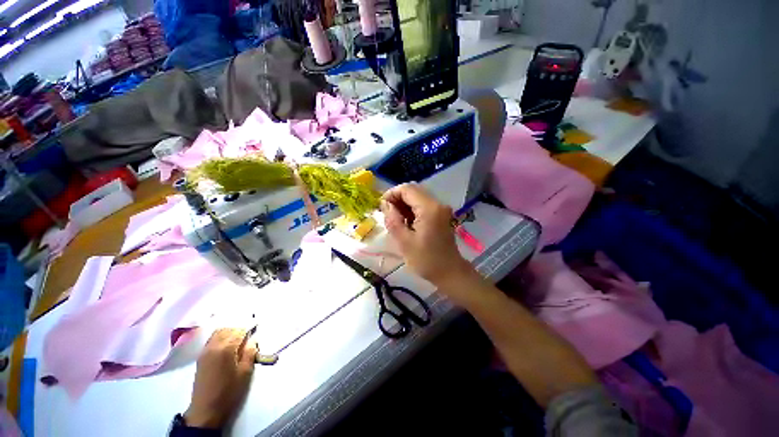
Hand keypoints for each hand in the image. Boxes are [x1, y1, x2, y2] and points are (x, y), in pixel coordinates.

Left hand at [185, 328, 257, 428]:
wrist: (207, 405)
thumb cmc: (229, 393)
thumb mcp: (244, 376)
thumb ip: (249, 357)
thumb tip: (253, 342)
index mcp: (226, 349)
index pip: (238, 333)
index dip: (247, 331)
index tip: (255, 331)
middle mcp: (214, 344)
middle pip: (226, 330)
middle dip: (237, 330)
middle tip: (248, 336)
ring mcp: (205, 349)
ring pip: (217, 333)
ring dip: (228, 333)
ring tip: (238, 341)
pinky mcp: (201, 356)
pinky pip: (211, 339)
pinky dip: (220, 338)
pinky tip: (225, 347)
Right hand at [381, 183, 475, 291]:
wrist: (450, 272)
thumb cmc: (426, 260)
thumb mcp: (404, 242)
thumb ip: (393, 220)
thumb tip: (385, 205)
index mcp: (429, 208)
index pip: (407, 189)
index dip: (391, 194)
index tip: (381, 208)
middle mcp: (437, 204)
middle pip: (413, 191)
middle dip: (397, 199)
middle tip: (386, 215)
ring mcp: (441, 209)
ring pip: (418, 198)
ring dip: (404, 206)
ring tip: (395, 221)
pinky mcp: (441, 216)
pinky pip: (424, 206)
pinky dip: (412, 211)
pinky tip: (406, 225)